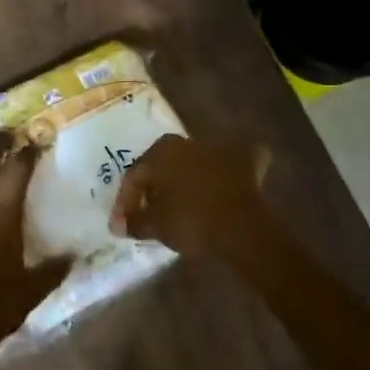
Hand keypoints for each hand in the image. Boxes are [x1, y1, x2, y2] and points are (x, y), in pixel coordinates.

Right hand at [109, 134, 273, 261]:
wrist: (242, 228)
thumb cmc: (189, 221)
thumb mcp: (153, 225)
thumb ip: (134, 221)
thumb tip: (123, 224)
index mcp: (161, 150)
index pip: (135, 175)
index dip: (125, 202)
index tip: (122, 226)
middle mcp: (188, 141)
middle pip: (164, 166)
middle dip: (154, 188)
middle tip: (148, 212)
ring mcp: (220, 149)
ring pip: (196, 163)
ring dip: (187, 180)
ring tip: (182, 205)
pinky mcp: (247, 163)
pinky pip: (232, 165)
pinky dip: (227, 173)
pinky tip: (223, 186)